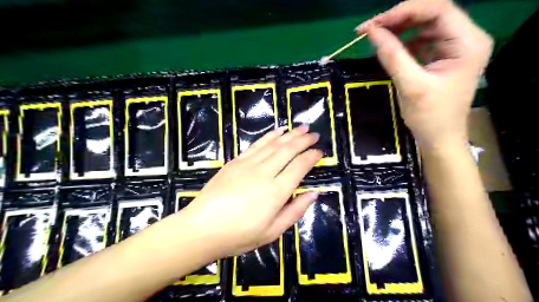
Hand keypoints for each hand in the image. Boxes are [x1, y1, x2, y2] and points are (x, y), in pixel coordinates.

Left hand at [178, 126, 321, 258]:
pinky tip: (278, 131)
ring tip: (301, 128)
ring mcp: (248, 164)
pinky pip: (256, 145)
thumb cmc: (239, 235)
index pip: (299, 167)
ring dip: (289, 134)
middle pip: (288, 150)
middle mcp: (265, 173)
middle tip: (314, 135)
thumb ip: (295, 211)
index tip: (320, 152)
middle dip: (303, 140)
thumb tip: (313, 194)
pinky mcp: (236, 161)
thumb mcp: (272, 232)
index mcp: (276, 192)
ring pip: (274, 144)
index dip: (311, 157)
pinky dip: (269, 136)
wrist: (202, 228)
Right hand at [356, 0, 493, 149]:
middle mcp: (466, 38)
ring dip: (398, 29)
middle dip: (398, 19)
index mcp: (467, 42)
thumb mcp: (410, 85)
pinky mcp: (443, 56)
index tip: (373, 25)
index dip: (403, 12)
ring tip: (376, 39)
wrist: (439, 138)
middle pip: (431, 14)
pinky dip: (403, 42)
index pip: (437, 9)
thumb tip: (371, 32)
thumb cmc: (429, 116)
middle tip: (369, 30)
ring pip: (424, 25)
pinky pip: (421, 39)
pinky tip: (389, 49)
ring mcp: (454, 46)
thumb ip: (392, 56)